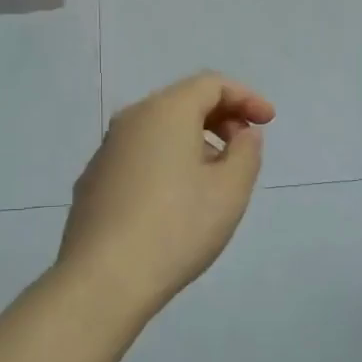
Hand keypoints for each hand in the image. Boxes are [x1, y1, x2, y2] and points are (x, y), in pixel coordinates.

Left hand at [58, 72, 274, 313]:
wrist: (104, 278)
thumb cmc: (177, 227)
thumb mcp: (230, 190)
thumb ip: (246, 151)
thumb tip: (242, 133)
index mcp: (165, 112)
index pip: (210, 84)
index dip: (245, 96)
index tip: (268, 121)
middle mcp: (130, 120)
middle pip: (181, 101)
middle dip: (219, 116)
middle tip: (245, 145)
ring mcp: (106, 150)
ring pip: (158, 129)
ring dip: (193, 140)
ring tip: (215, 176)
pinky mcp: (93, 180)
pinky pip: (139, 154)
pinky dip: (166, 159)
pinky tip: (176, 198)